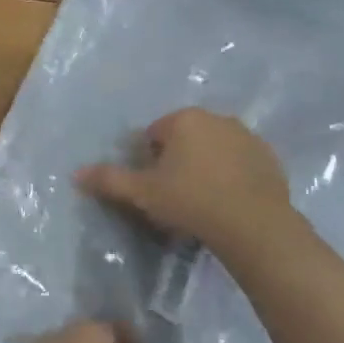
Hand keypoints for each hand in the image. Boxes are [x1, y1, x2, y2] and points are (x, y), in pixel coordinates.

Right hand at [75, 107, 295, 256]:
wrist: (254, 225)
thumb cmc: (191, 202)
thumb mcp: (143, 193)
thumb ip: (109, 180)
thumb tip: (75, 173)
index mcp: (183, 119)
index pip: (154, 135)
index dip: (149, 162)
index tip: (154, 189)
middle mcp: (215, 117)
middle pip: (185, 138)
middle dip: (178, 161)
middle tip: (176, 197)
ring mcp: (246, 135)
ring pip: (214, 149)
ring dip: (206, 166)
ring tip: (204, 202)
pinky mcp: (268, 157)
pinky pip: (240, 163)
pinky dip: (232, 176)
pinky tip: (230, 203)